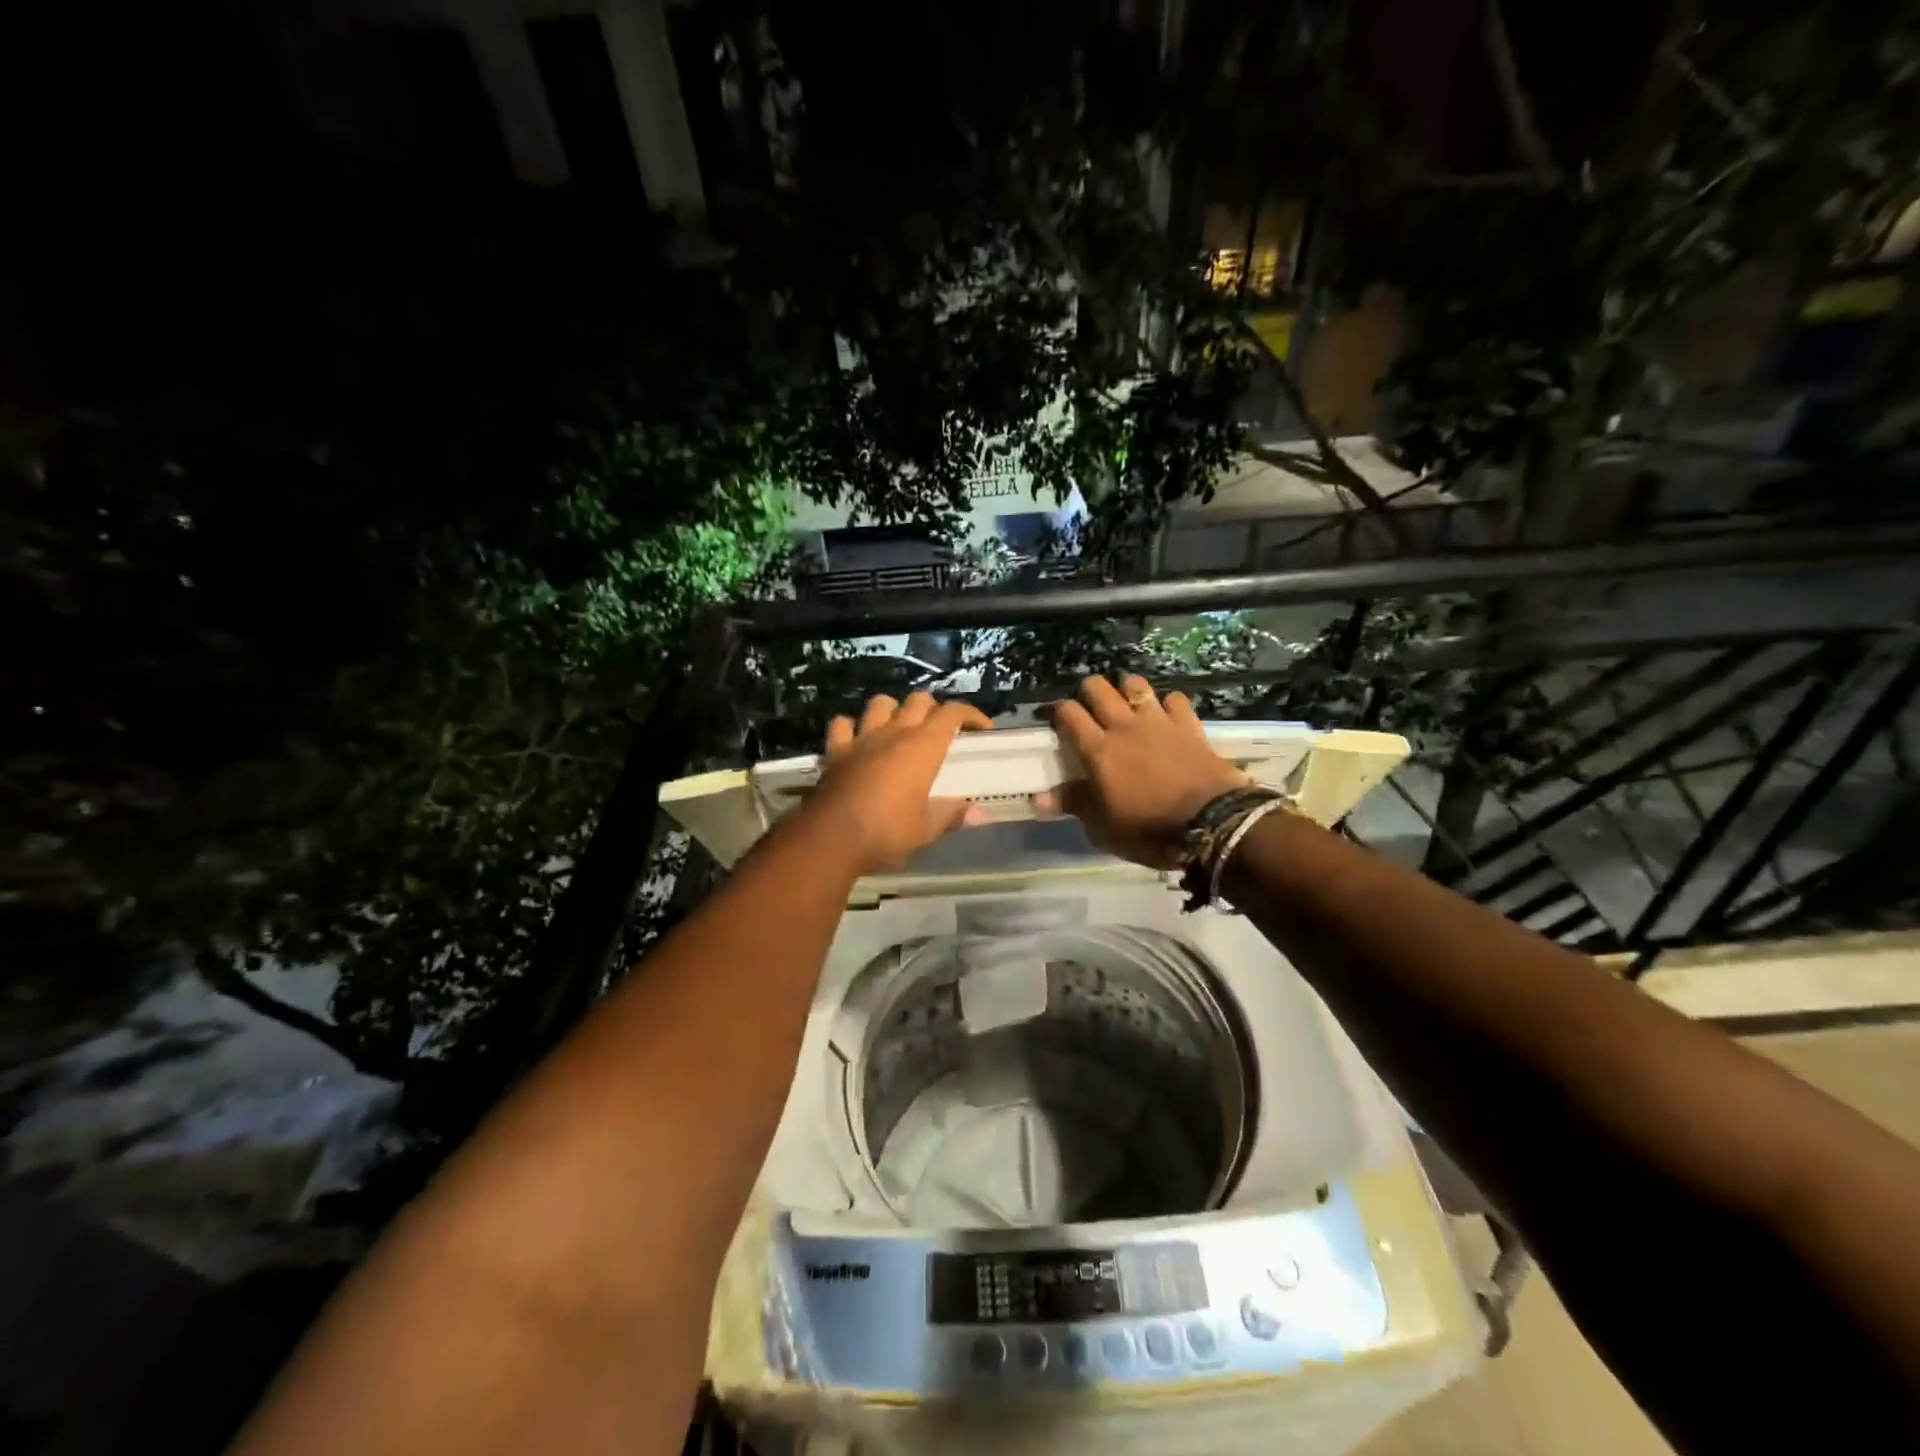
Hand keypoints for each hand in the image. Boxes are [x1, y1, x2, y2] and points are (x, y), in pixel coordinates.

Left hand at [806, 692, 994, 874]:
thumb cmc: (887, 832)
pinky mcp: (835, 750)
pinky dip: (852, 727)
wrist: (831, 838)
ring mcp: (862, 738)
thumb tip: (979, 815)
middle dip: (934, 709)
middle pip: (919, 700)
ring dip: (893, 709)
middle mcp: (894, 733)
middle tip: (941, 731)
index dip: (971, 715)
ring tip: (899, 727)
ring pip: (880, 703)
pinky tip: (857, 739)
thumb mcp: (926, 830)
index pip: (953, 713)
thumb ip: (952, 816)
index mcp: (923, 747)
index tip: (982, 730)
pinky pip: (843, 724)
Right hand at [1040, 675, 1247, 868]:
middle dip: (1088, 692)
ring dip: (1125, 689)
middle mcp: (1124, 727)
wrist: (1213, 824)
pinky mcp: (1189, 725)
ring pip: (1135, 685)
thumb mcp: (1104, 828)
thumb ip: (1075, 805)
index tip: (1058, 723)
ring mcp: (1159, 722)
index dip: (1059, 713)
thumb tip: (1039, 799)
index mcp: (1098, 750)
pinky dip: (1167, 704)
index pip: (1069, 714)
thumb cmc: (1149, 830)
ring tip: (1125, 703)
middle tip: (1089, 710)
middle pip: (1098, 688)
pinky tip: (1166, 715)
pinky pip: (1175, 699)